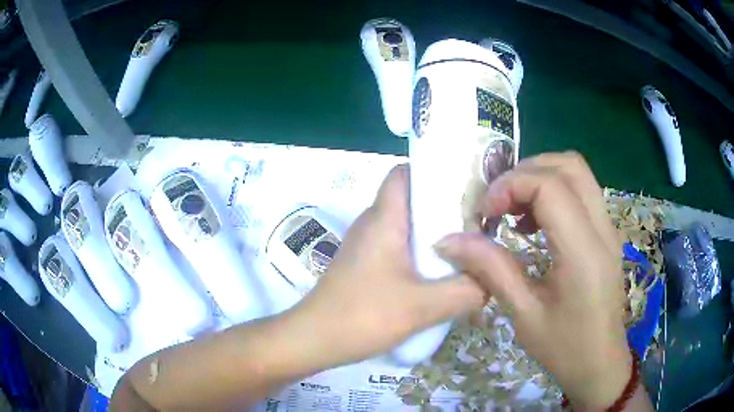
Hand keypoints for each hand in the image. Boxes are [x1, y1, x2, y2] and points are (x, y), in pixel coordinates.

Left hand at [294, 164, 484, 365]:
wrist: (314, 339)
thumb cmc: (364, 316)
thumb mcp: (424, 306)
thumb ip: (466, 291)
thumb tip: (492, 280)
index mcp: (384, 219)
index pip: (404, 173)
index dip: (432, 172)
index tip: (464, 186)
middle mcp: (372, 223)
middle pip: (410, 198)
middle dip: (443, 205)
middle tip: (476, 222)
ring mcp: (366, 245)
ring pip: (405, 224)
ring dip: (433, 232)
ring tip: (466, 247)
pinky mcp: (364, 264)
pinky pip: (397, 246)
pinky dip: (419, 252)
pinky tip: (438, 274)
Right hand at [435, 152, 632, 409]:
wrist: (599, 363)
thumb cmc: (564, 347)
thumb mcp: (523, 314)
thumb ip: (490, 269)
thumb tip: (449, 240)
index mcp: (583, 251)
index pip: (549, 186)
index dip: (510, 186)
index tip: (485, 213)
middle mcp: (602, 229)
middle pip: (568, 165)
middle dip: (526, 171)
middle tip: (499, 202)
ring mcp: (609, 228)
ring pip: (577, 172)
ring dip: (541, 177)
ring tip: (514, 209)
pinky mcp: (607, 233)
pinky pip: (582, 191)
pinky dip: (555, 190)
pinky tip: (535, 222)